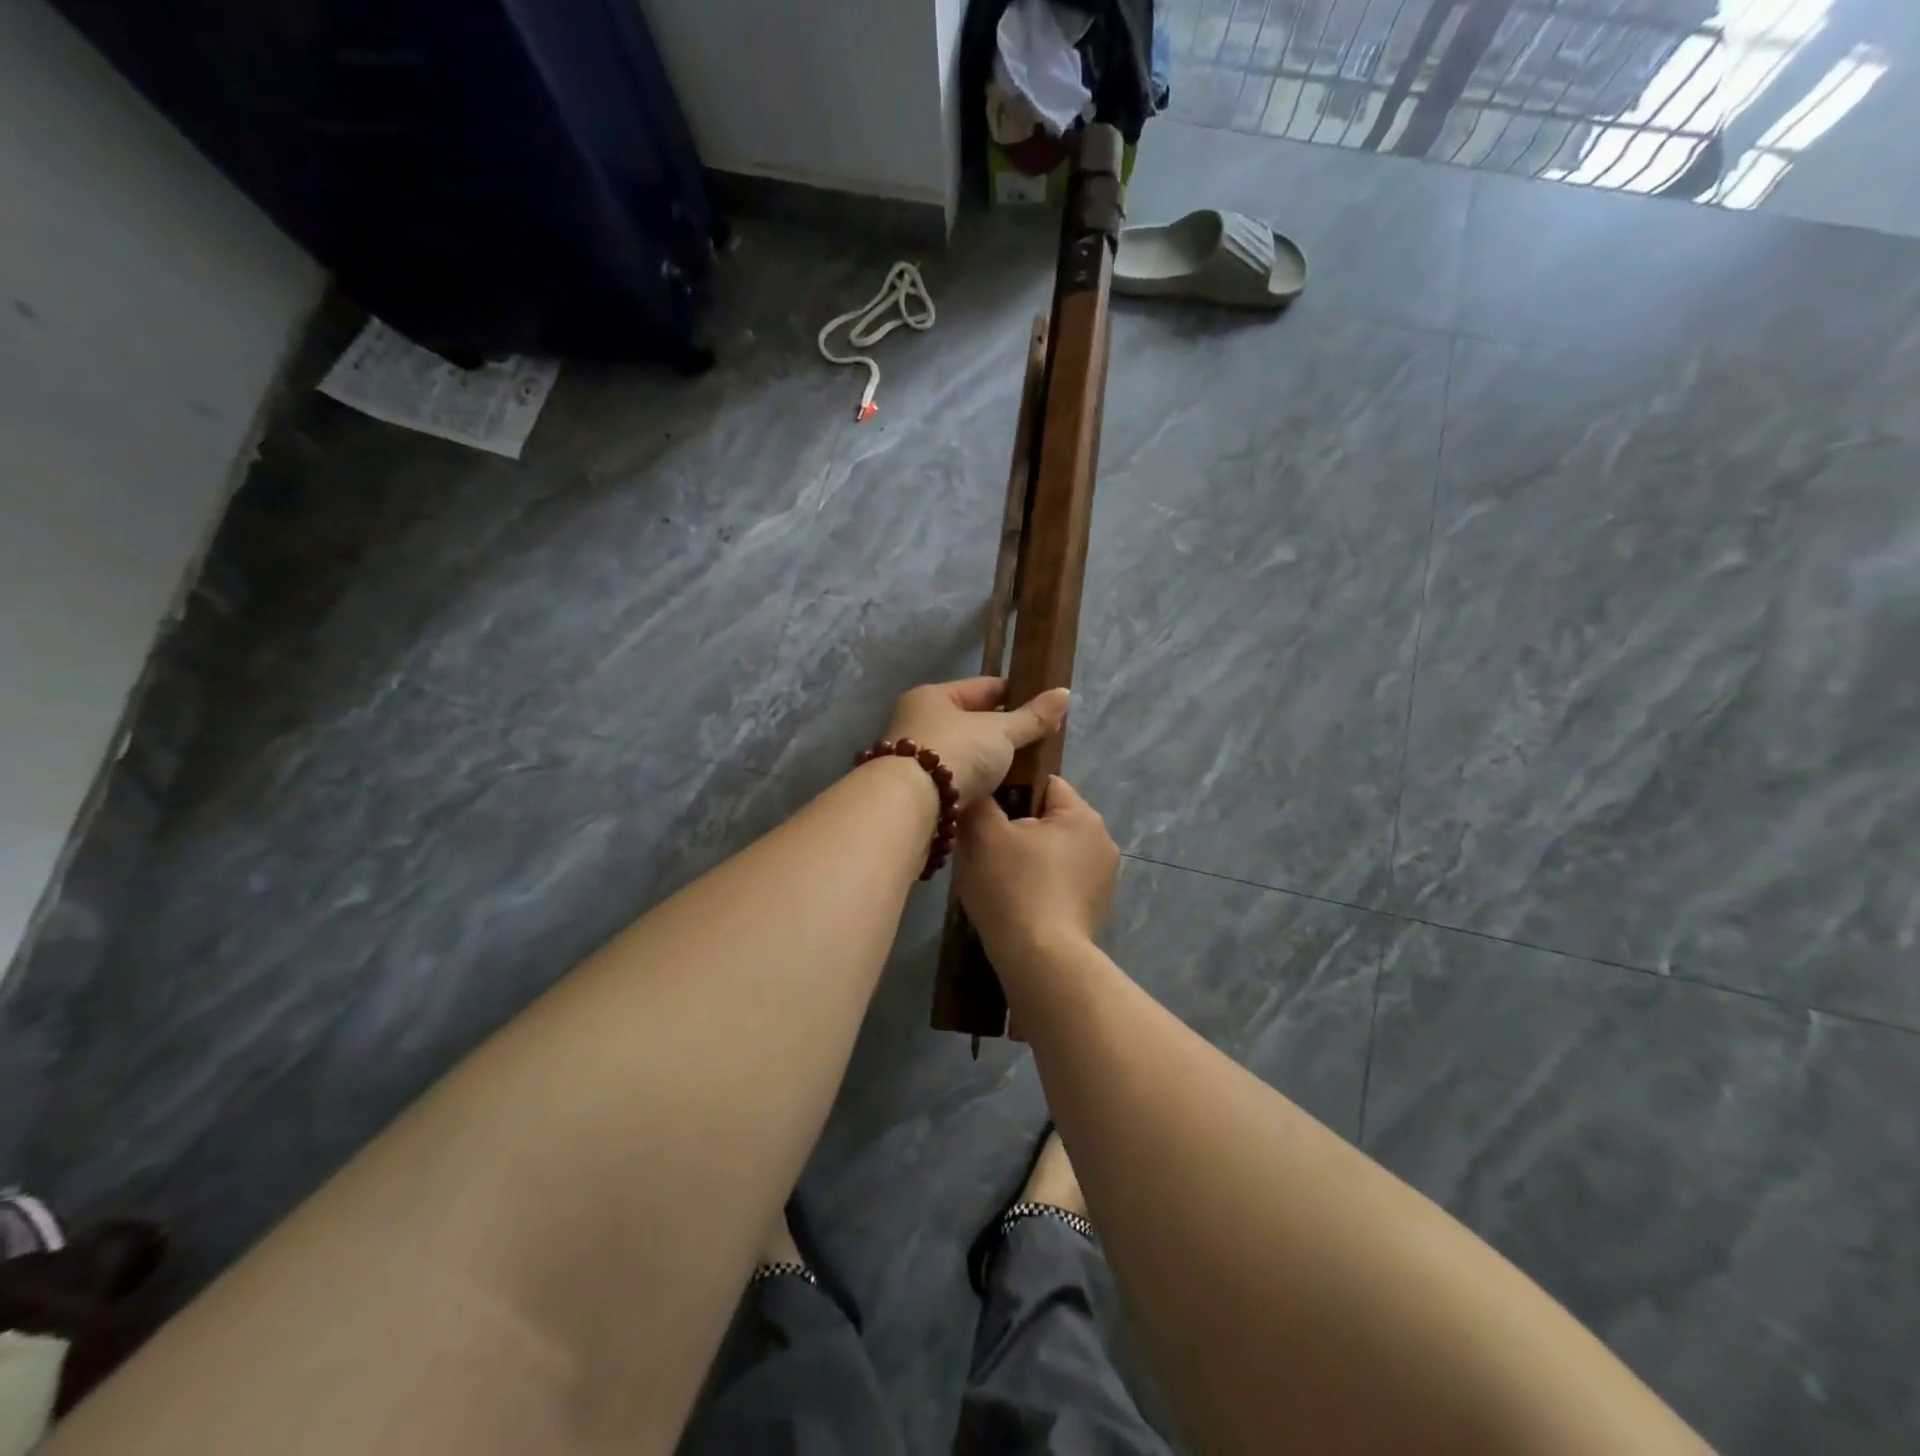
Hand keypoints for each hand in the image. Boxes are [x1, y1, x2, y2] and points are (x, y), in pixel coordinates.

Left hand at [884, 678, 1070, 807]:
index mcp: (933, 696)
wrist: (909, 806)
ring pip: (963, 753)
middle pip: (971, 721)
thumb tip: (1064, 693)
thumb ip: (1032, 717)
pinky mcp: (916, 788)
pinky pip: (955, 779)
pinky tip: (997, 792)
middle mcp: (917, 720)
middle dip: (1002, 733)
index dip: (1016, 695)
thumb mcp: (1000, 732)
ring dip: (988, 761)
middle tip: (1037, 744)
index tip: (1044, 710)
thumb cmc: (956, 754)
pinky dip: (974, 783)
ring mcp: (914, 756)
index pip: (984, 688)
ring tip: (1022, 771)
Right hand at [956, 775, 1118, 967]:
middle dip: (1020, 830)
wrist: (1041, 961)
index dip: (1011, 793)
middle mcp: (1102, 840)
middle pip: (1050, 819)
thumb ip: (979, 801)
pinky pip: (1062, 883)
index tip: (987, 816)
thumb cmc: (1013, 887)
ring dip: (1031, 860)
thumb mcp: (982, 834)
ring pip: (1055, 853)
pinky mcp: (1097, 908)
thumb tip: (979, 791)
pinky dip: (1042, 887)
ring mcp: (1104, 878)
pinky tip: (1019, 904)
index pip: (1044, 783)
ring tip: (1000, 881)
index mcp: (1082, 815)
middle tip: (986, 851)